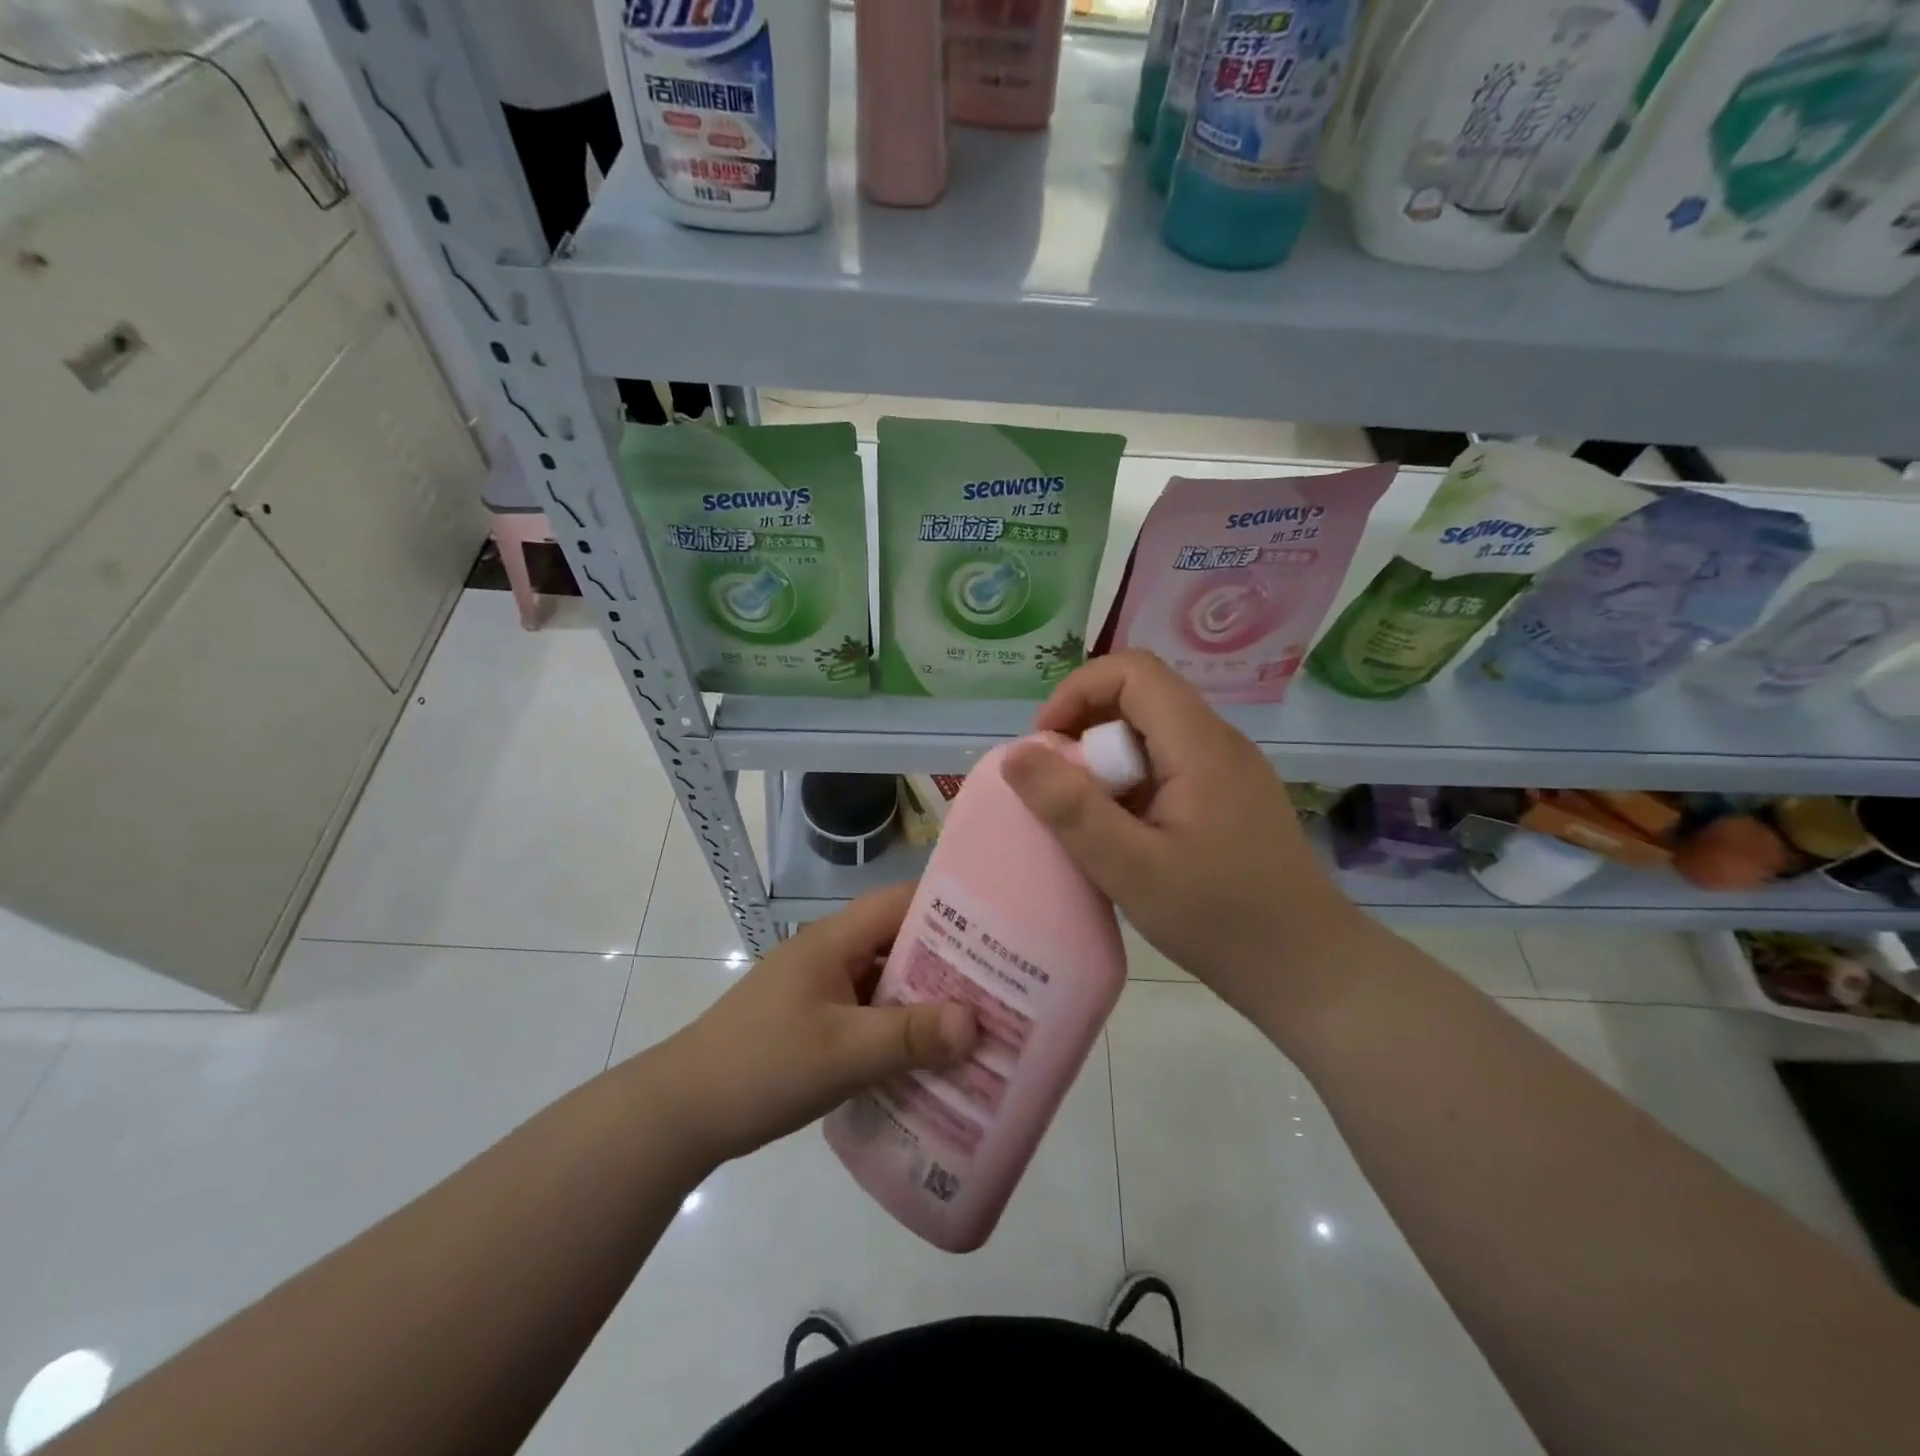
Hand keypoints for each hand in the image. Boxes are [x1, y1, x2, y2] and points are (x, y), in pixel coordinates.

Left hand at [656, 884, 977, 1164]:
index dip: (949, 906)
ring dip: (925, 1000)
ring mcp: (821, 990)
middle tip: (1003, 984)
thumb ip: (909, 1036)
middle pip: (899, 942)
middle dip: (948, 962)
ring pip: (886, 982)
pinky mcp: (815, 1023)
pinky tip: (930, 1057)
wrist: (680, 1113)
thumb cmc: (761, 1066)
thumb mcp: (841, 1052)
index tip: (998, 927)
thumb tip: (976, 1022)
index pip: (900, 903)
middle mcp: (831, 955)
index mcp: (834, 940)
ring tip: (979, 1022)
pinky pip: (870, 1014)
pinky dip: (899, 1028)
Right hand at [1001, 650, 1370, 1027]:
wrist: (1308, 971)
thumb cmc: (1220, 919)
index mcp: (1200, 745)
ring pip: (1152, 735)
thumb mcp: (1131, 868)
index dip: (1078, 691)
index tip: (1046, 745)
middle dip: (1085, 730)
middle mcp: (1219, 743)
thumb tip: (1016, 754)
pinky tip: (1122, 835)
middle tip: (1057, 788)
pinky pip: (1168, 767)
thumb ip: (1071, 809)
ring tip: (1084, 816)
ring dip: (1105, 762)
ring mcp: (1228, 771)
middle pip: (1140, 699)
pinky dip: (1130, 785)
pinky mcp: (1229, 799)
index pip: (1134, 671)